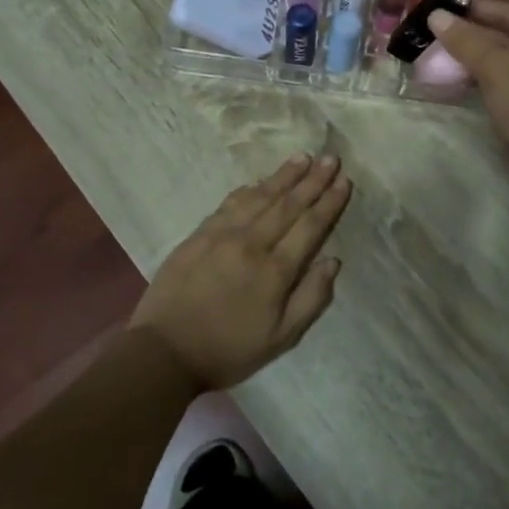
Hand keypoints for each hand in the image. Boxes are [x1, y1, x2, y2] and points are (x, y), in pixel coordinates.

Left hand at [130, 154, 351, 389]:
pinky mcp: (199, 234)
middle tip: (331, 158)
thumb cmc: (228, 349)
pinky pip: (231, 203)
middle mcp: (251, 243)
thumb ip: (311, 298)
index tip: (345, 181)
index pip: (310, 226)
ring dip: (284, 176)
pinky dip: (250, 189)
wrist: (164, 351)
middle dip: (313, 180)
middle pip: (288, 204)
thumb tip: (332, 261)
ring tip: (303, 157)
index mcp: (275, 270)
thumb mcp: (280, 338)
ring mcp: (222, 235)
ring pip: (260, 197)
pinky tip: (260, 180)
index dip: (329, 202)